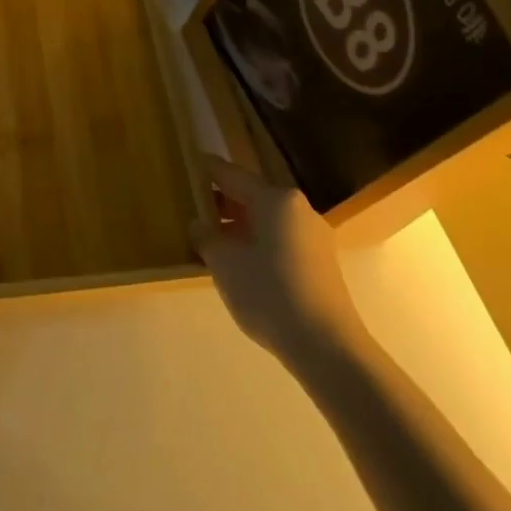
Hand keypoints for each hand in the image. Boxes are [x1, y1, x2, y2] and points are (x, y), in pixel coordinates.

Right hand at [192, 155, 357, 363]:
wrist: (325, 346)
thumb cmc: (268, 292)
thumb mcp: (224, 263)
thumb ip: (206, 236)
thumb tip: (199, 224)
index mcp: (276, 199)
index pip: (231, 174)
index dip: (205, 170)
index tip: (185, 164)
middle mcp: (298, 209)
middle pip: (251, 196)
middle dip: (220, 201)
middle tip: (189, 206)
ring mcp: (313, 236)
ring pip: (265, 220)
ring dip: (237, 225)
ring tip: (208, 238)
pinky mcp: (319, 262)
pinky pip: (278, 240)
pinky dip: (255, 243)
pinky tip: (237, 263)